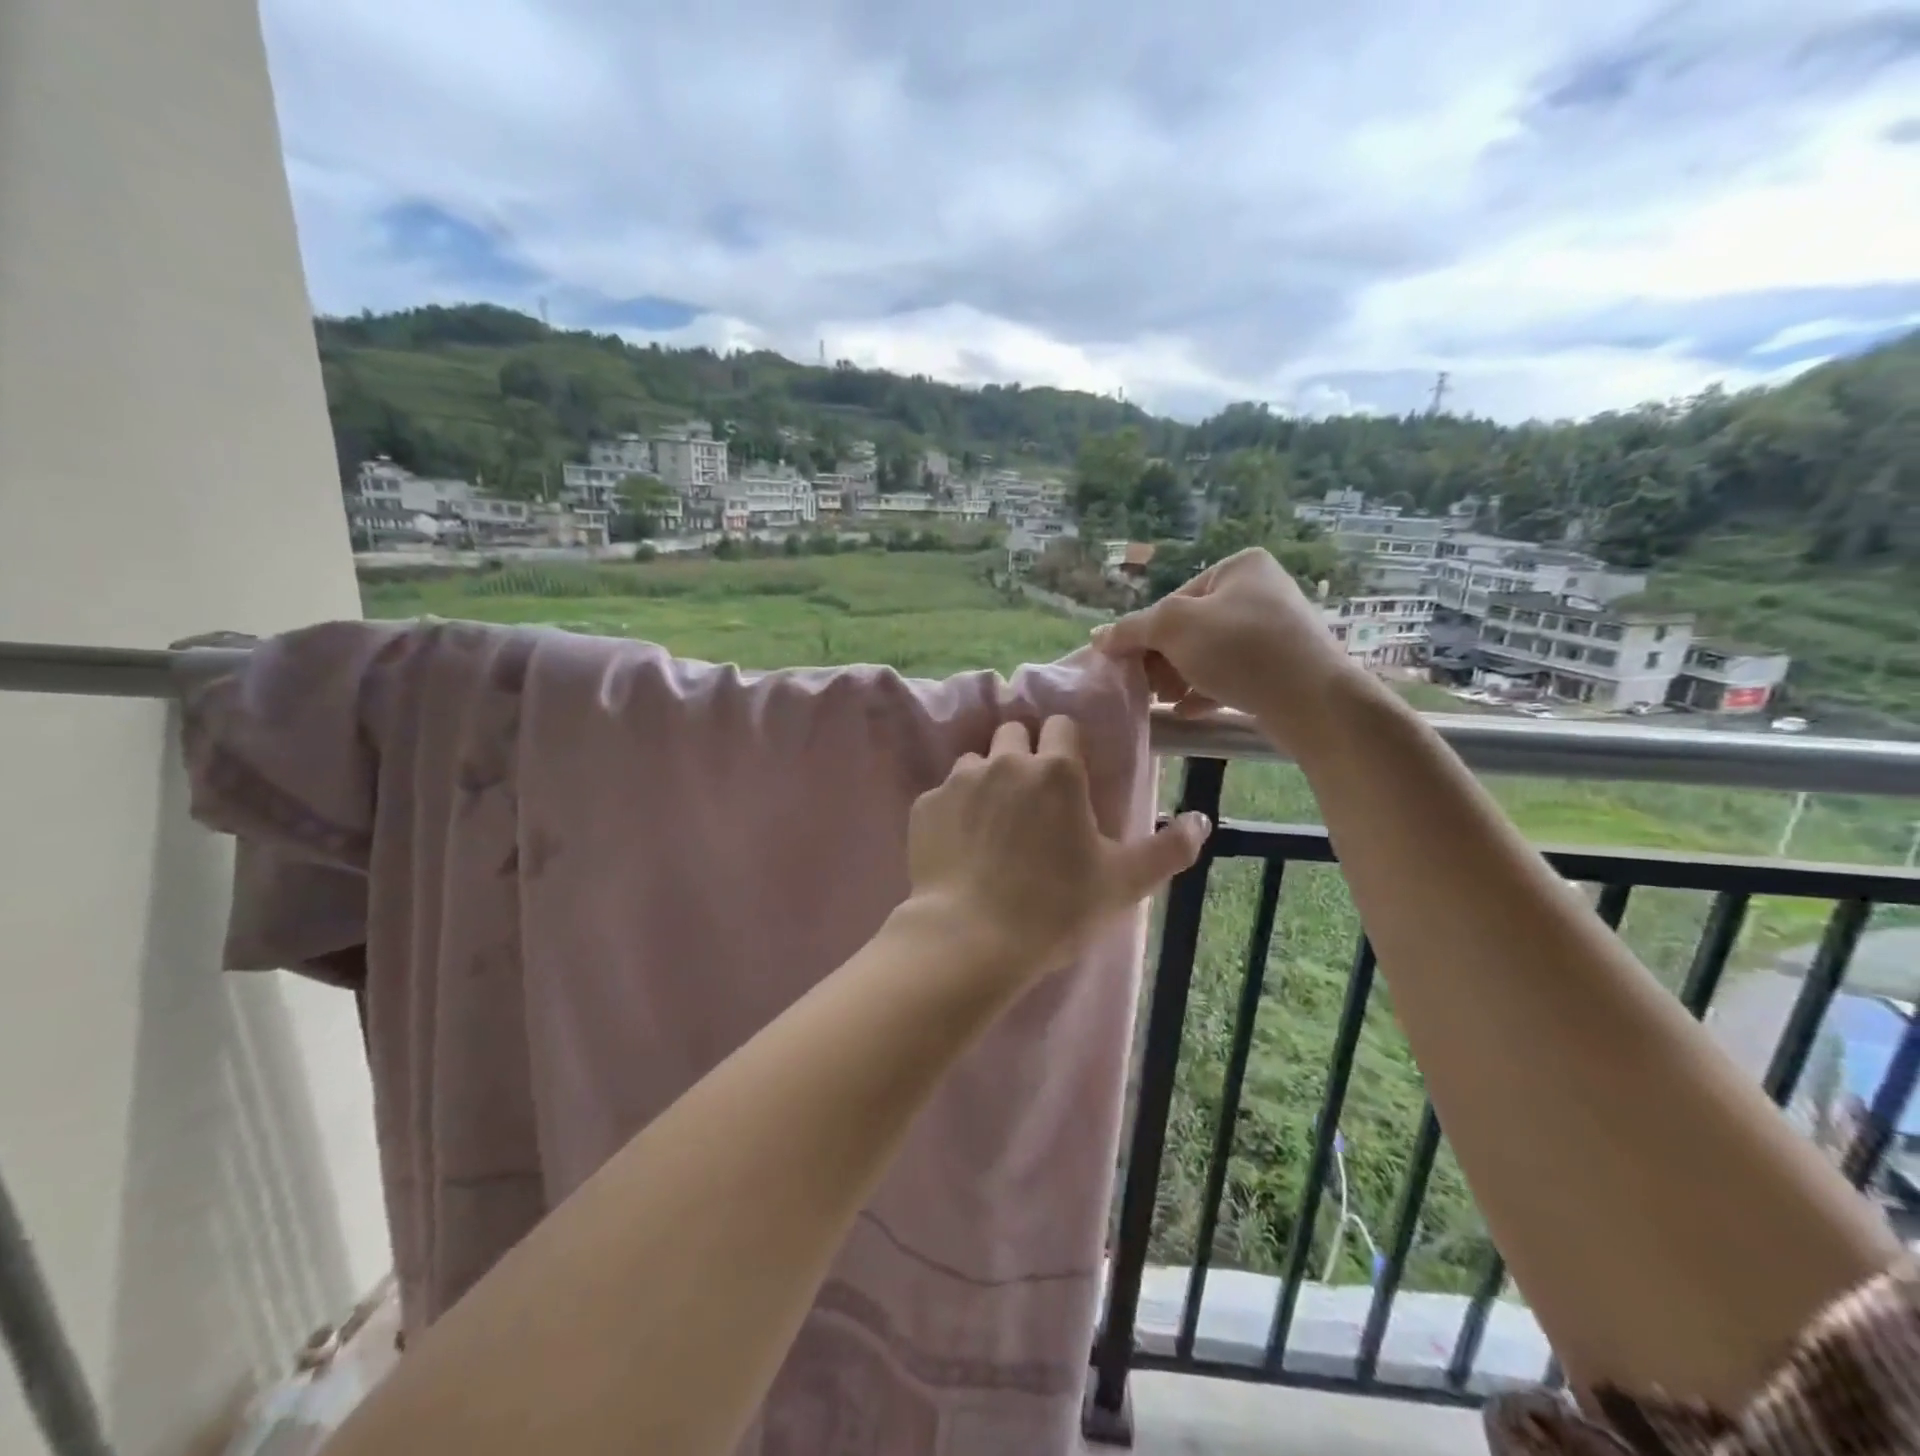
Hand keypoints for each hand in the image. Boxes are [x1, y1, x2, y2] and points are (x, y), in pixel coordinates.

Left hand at [907, 716, 1210, 980]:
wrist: (971, 939)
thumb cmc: (1056, 908)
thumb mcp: (1123, 883)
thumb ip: (1167, 848)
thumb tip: (1202, 820)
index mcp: (1055, 770)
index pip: (1061, 726)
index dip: (1065, 747)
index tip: (1068, 778)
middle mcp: (1004, 761)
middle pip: (1013, 733)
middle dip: (1024, 754)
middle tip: (1032, 800)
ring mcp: (959, 781)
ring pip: (975, 761)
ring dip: (987, 780)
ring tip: (994, 824)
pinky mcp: (925, 806)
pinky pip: (943, 794)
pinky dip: (953, 810)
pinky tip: (961, 846)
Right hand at [1091, 548, 1360, 748]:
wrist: (1313, 699)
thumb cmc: (1240, 650)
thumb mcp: (1173, 628)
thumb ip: (1131, 629)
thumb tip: (1098, 637)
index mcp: (1240, 567)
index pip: (1174, 599)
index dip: (1147, 634)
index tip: (1132, 665)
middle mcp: (1260, 591)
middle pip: (1191, 627)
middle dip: (1163, 659)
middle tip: (1147, 687)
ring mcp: (1275, 630)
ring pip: (1210, 653)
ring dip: (1180, 677)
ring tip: (1163, 701)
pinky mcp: (1282, 666)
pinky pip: (1232, 674)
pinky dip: (1206, 690)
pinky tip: (1186, 711)